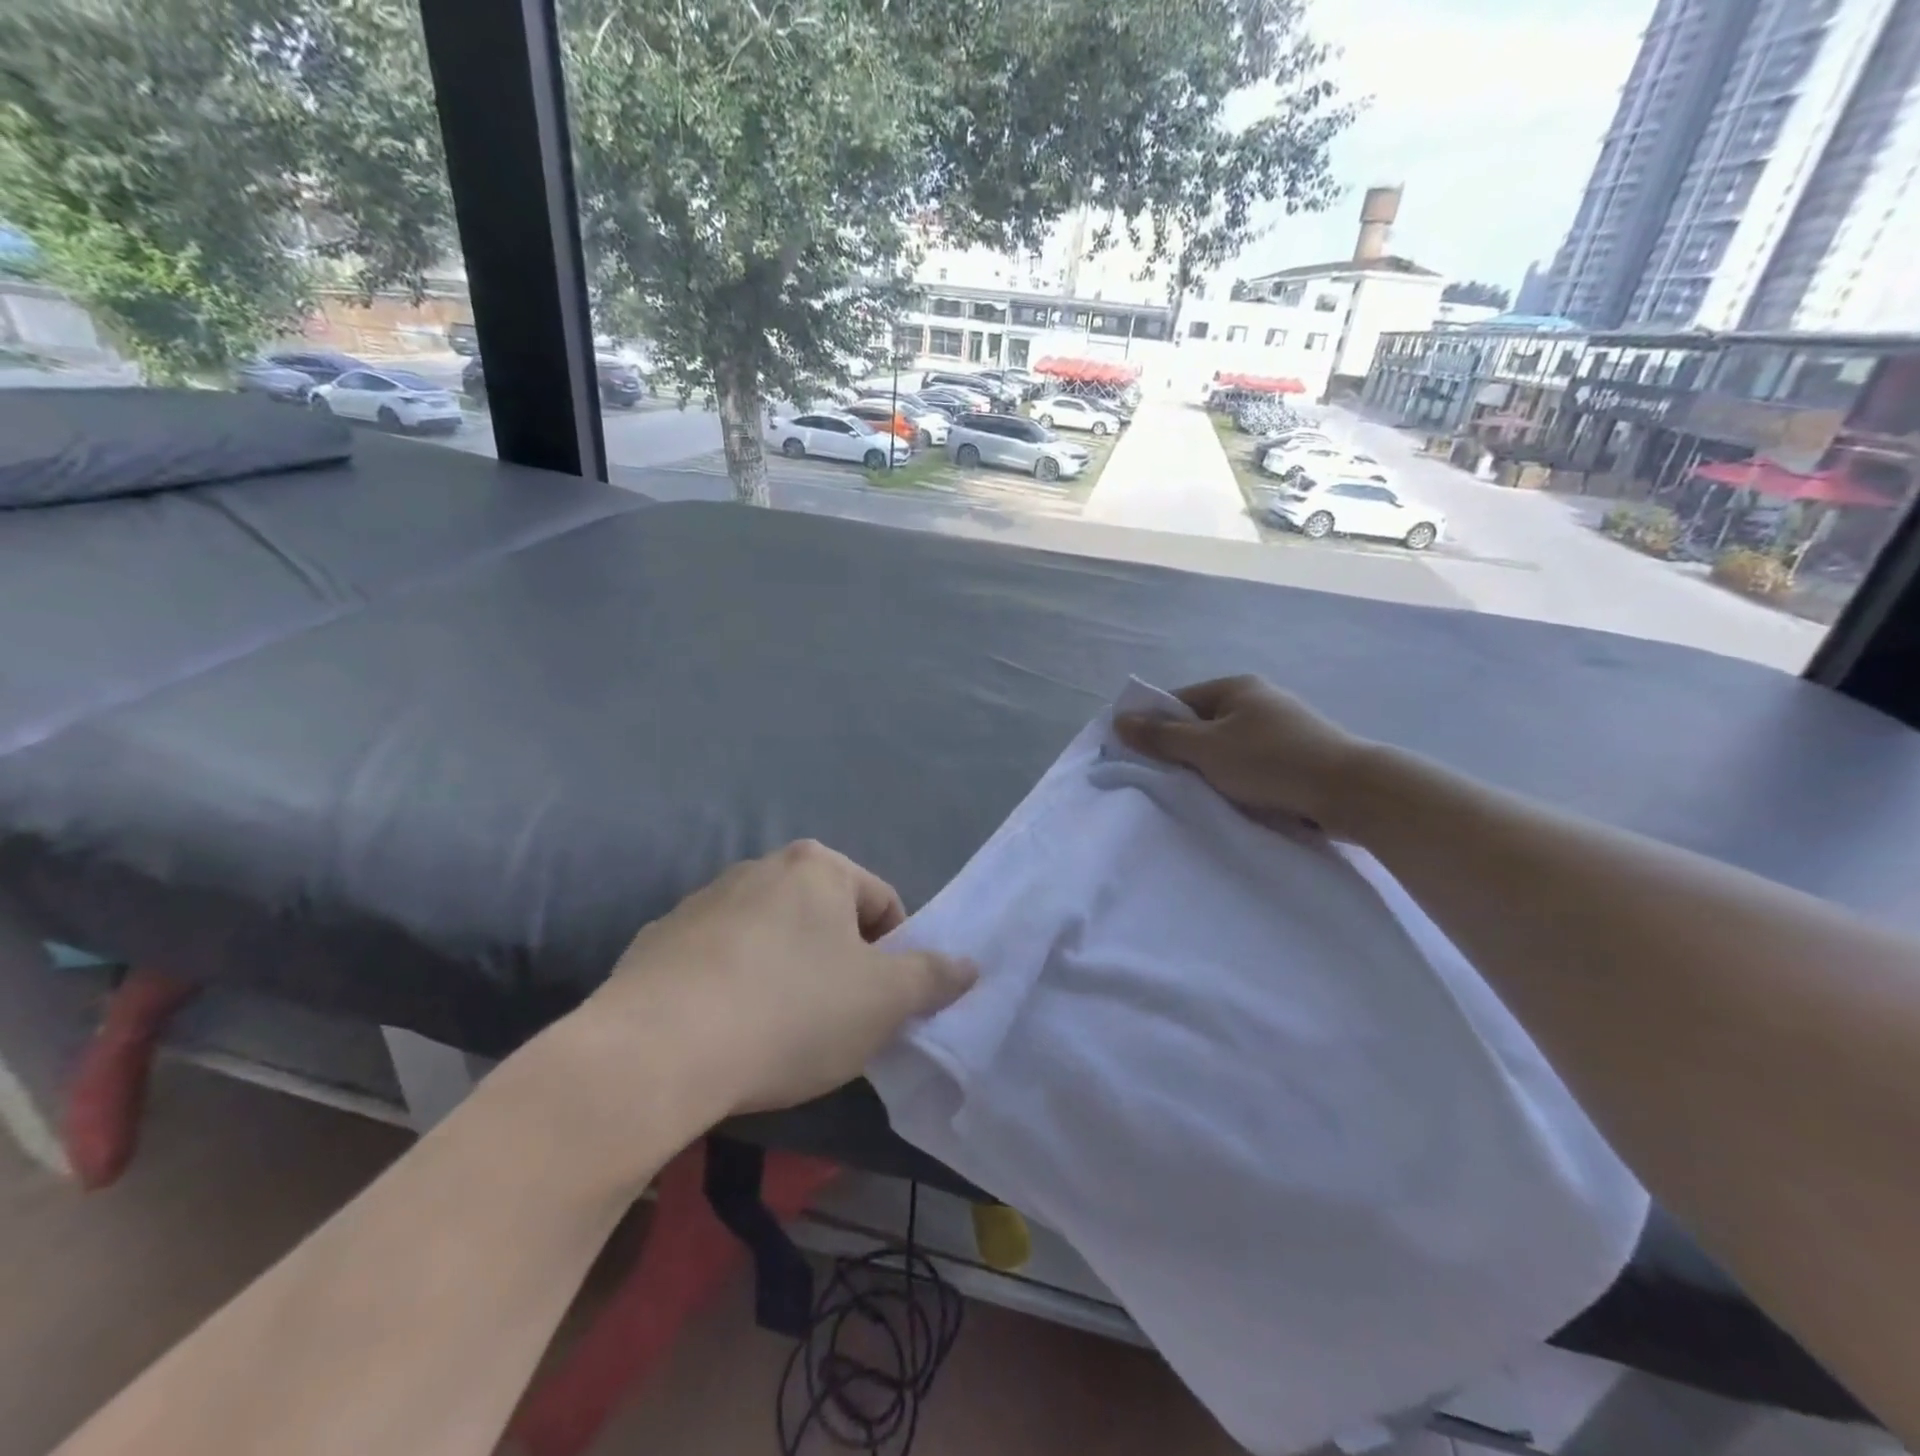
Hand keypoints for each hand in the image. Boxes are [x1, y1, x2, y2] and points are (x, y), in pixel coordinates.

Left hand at [572, 841, 975, 1120]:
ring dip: (786, 976)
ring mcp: (702, 901)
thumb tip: (970, 963)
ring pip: (770, 939)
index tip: (880, 1007)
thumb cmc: (791, 1012)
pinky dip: (733, 988)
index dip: (894, 957)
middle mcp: (759, 868)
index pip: (882, 903)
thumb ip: (933, 977)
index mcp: (817, 867)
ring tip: (776, 1035)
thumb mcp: (883, 1001)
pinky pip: (717, 962)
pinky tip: (724, 1035)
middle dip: (839, 966)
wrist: (654, 1052)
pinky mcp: (657, 941)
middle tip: (835, 1024)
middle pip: (825, 918)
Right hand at [1115, 675, 1373, 835]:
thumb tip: (1119, 720)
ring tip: (1198, 793)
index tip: (1139, 755)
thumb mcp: (1206, 748)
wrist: (1350, 791)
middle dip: (1183, 750)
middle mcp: (1259, 700)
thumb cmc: (1270, 762)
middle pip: (1203, 724)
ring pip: (1228, 747)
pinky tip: (1233, 798)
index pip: (1178, 701)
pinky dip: (1238, 778)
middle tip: (1166, 779)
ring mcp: (1282, 727)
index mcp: (1235, 687)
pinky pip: (1252, 764)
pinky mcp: (1298, 756)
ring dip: (1211, 768)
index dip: (1154, 725)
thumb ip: (1161, 736)